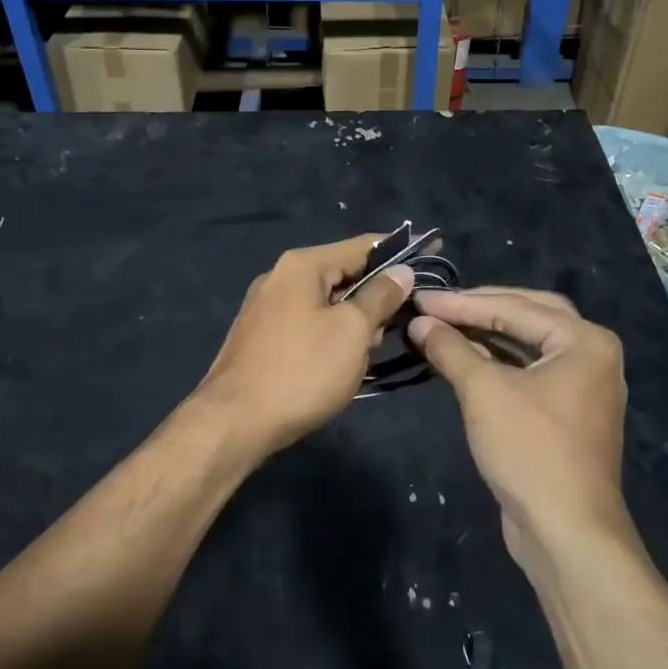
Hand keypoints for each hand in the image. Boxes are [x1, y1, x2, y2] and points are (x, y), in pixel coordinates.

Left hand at [194, 234, 414, 456]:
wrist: (233, 423)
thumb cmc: (301, 371)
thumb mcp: (352, 331)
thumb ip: (380, 296)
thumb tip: (400, 271)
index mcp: (302, 265)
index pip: (362, 245)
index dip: (400, 248)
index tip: (434, 250)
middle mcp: (280, 278)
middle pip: (344, 274)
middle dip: (376, 297)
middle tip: (399, 325)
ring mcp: (266, 309)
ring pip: (327, 304)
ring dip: (354, 324)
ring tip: (365, 356)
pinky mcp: (261, 338)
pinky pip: (309, 325)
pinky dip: (331, 338)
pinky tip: (340, 367)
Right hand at [407, 288, 628, 568]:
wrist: (567, 534)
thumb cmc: (530, 450)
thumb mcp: (484, 391)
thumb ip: (451, 348)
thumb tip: (420, 321)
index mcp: (585, 341)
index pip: (516, 306)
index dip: (463, 302)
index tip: (420, 298)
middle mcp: (592, 356)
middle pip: (529, 315)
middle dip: (480, 309)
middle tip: (437, 306)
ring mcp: (583, 387)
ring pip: (529, 345)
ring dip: (487, 335)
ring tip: (443, 327)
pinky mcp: (568, 414)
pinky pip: (530, 372)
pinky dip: (498, 362)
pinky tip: (465, 360)